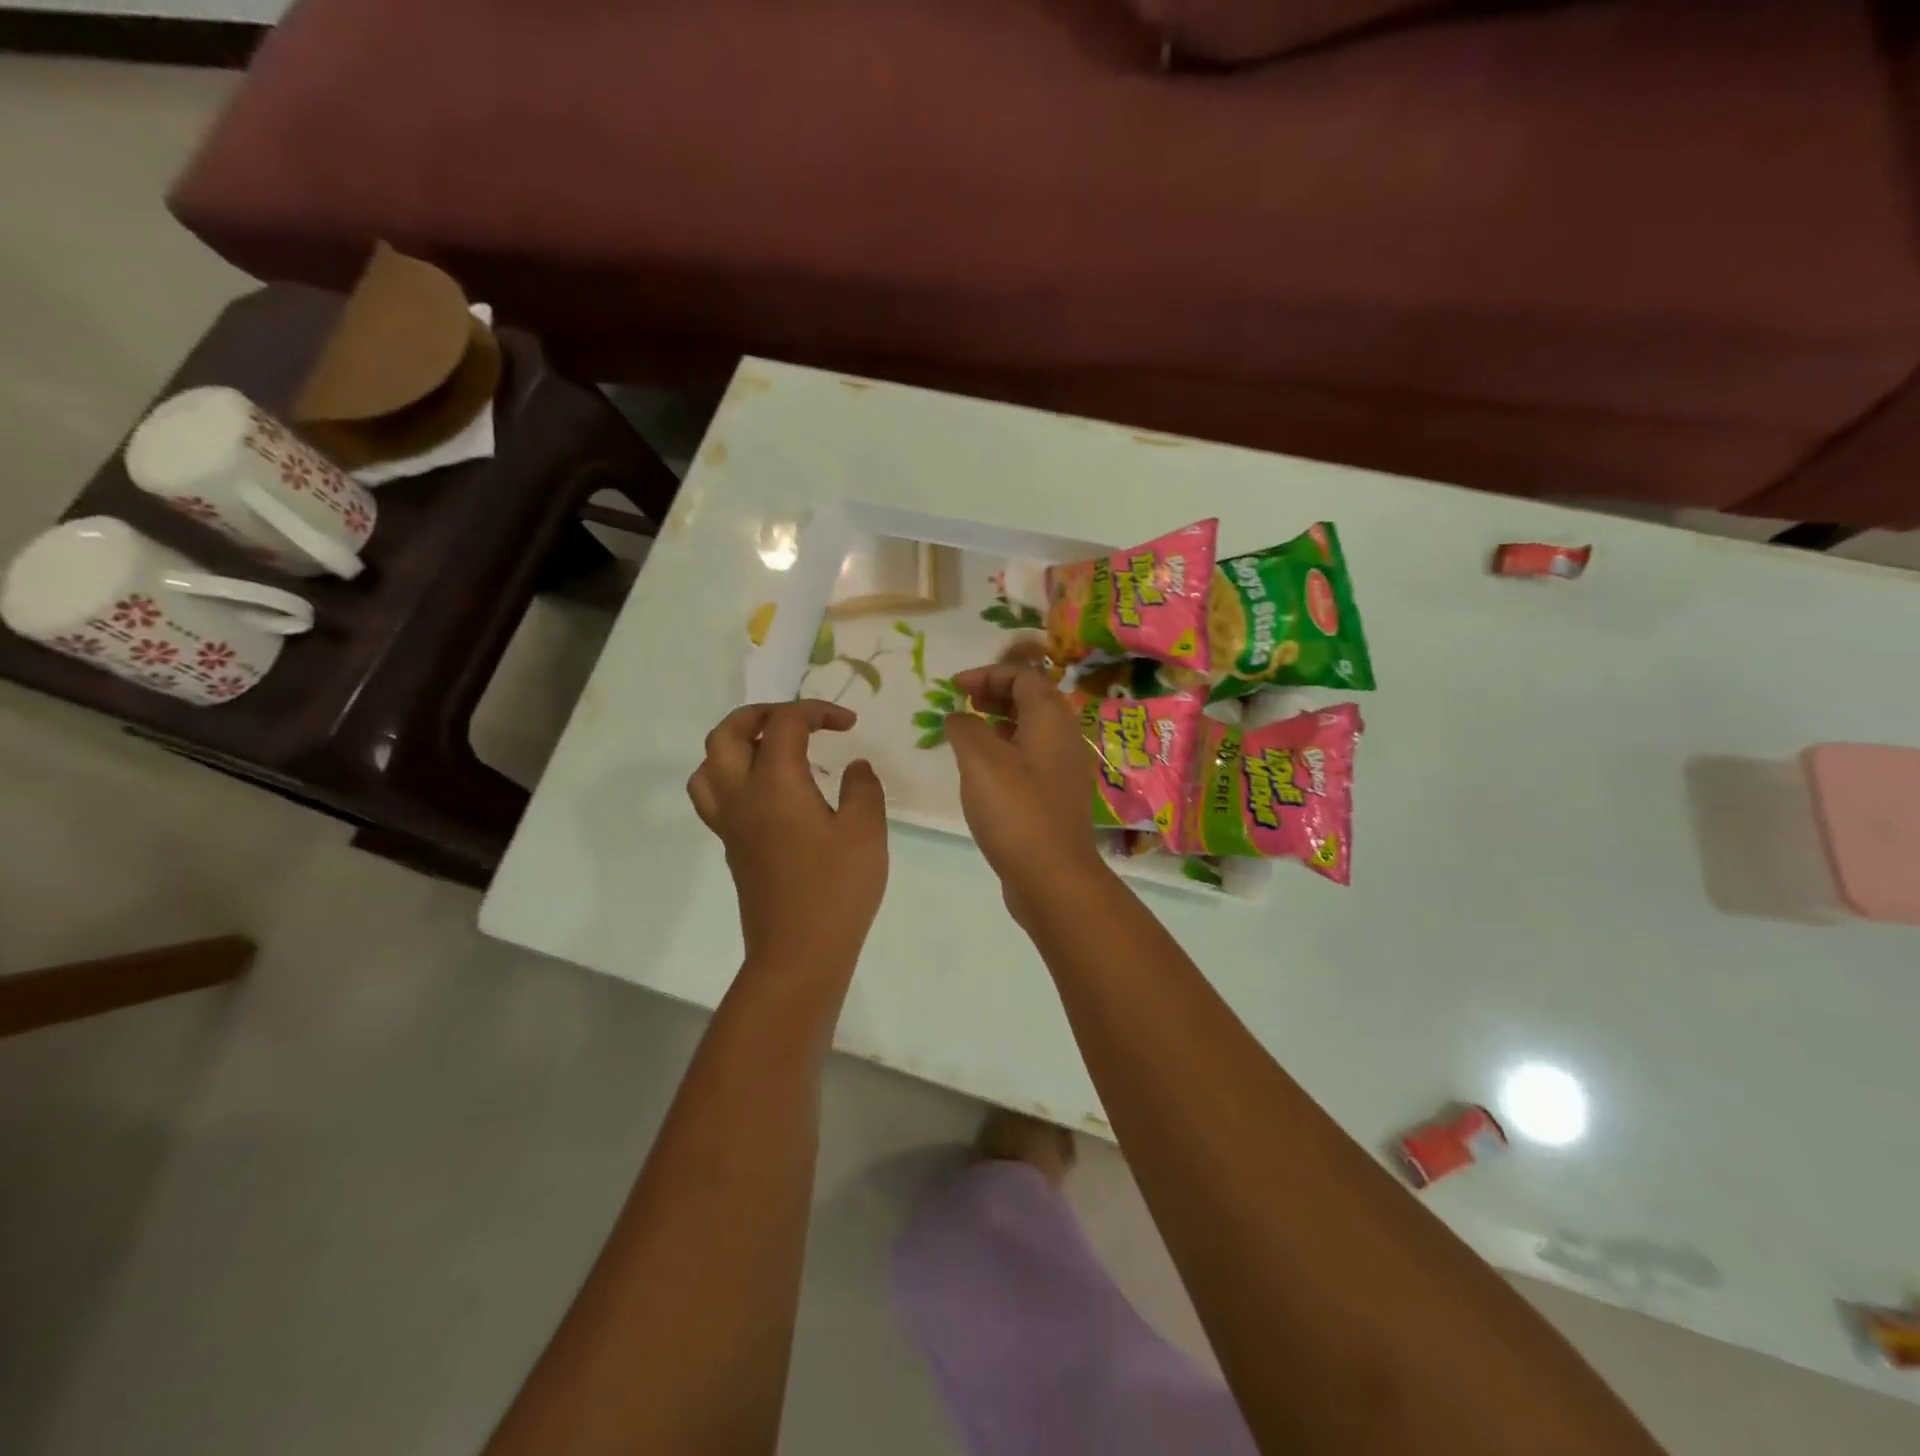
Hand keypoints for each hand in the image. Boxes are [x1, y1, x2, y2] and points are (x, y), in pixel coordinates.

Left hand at [687, 700, 887, 976]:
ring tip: (770, 749)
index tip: (848, 724)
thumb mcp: (866, 831)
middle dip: (759, 714)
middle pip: (726, 734)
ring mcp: (730, 824)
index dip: (816, 712)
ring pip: (708, 765)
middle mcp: (741, 795)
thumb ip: (863, 788)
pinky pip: (714, 795)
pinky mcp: (732, 847)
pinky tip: (767, 791)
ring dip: (735, 744)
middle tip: (796, 720)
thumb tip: (855, 766)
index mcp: (774, 783)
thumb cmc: (837, 889)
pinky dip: (732, 775)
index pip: (783, 724)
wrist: (798, 953)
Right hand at [944, 665, 1107, 921]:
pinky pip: (1033, 756)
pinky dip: (1008, 749)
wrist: (1052, 876)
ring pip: (1033, 729)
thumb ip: (965, 728)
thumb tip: (960, 717)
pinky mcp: (1058, 796)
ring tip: (969, 732)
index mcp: (1051, 719)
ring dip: (1001, 721)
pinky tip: (985, 770)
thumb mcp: (980, 761)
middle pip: (1033, 699)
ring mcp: (1065, 769)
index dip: (988, 674)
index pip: (1024, 676)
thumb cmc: (1016, 810)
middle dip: (996, 693)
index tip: (954, 687)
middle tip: (963, 703)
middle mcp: (1065, 737)